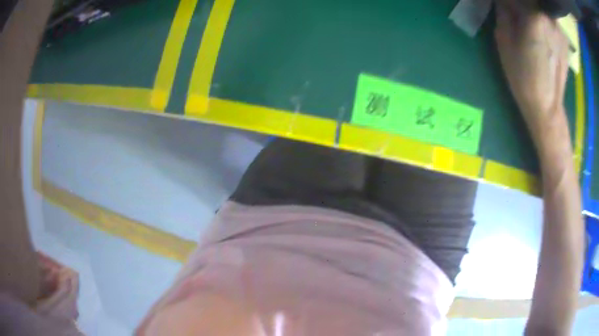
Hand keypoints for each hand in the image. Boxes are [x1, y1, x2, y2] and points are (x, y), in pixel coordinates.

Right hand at [494, 1, 569, 139]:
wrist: (546, 107)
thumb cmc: (522, 75)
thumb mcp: (503, 38)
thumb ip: (504, 11)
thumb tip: (505, 1)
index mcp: (534, 15)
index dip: (507, 2)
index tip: (503, 9)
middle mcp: (549, 17)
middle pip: (530, 1)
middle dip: (519, 5)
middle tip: (515, 17)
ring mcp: (559, 28)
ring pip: (539, 9)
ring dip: (531, 12)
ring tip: (528, 28)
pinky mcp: (564, 38)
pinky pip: (548, 19)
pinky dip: (542, 21)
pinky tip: (540, 36)